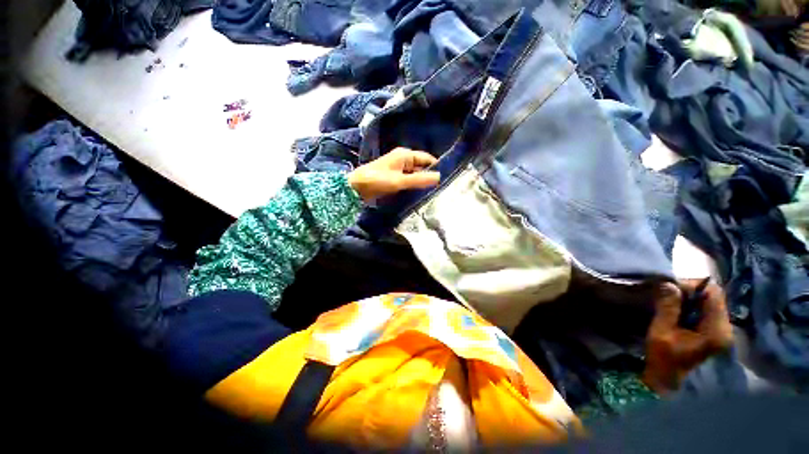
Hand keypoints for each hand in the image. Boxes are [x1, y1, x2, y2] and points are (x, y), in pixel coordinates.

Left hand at [348, 148, 440, 201]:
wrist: (355, 187)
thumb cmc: (377, 180)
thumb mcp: (400, 181)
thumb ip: (419, 180)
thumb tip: (439, 177)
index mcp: (405, 155)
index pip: (427, 159)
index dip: (436, 167)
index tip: (446, 179)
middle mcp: (403, 159)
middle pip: (421, 167)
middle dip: (429, 176)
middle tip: (440, 189)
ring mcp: (398, 169)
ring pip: (415, 175)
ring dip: (421, 182)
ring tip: (432, 193)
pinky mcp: (394, 178)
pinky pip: (408, 180)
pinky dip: (413, 186)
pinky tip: (419, 194)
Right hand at [642, 280, 733, 393]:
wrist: (668, 383)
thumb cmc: (664, 359)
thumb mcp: (661, 332)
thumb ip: (667, 307)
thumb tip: (668, 283)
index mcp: (716, 330)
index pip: (713, 293)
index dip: (691, 285)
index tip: (669, 289)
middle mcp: (725, 328)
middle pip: (713, 297)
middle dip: (689, 292)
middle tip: (667, 295)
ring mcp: (721, 332)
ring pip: (709, 303)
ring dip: (688, 300)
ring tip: (669, 305)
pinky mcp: (714, 334)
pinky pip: (706, 311)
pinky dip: (690, 307)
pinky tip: (676, 314)